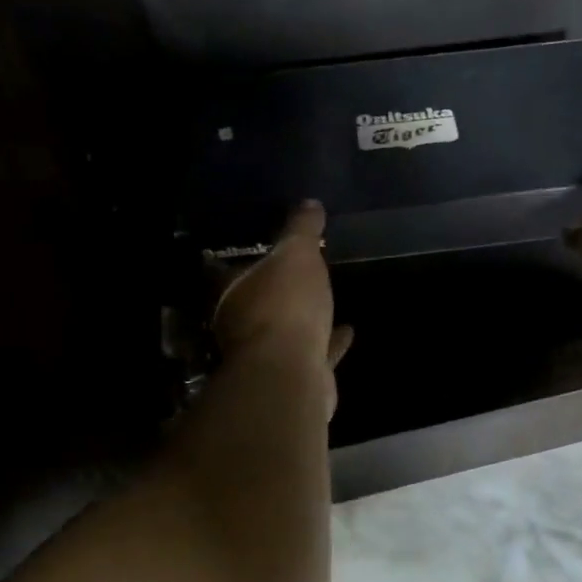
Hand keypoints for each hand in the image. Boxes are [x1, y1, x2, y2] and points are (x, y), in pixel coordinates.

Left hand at [212, 200, 353, 414]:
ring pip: (286, 332)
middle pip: (260, 303)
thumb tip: (310, 204)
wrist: (292, 373)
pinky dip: (330, 342)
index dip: (250, 259)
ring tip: (325, 301)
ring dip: (304, 318)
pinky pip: (316, 353)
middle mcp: (243, 326)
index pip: (233, 271)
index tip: (267, 249)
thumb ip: (302, 230)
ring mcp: (269, 356)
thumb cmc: (285, 306)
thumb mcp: (296, 255)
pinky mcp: (297, 377)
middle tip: (300, 274)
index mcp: (233, 294)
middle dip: (277, 291)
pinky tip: (348, 331)